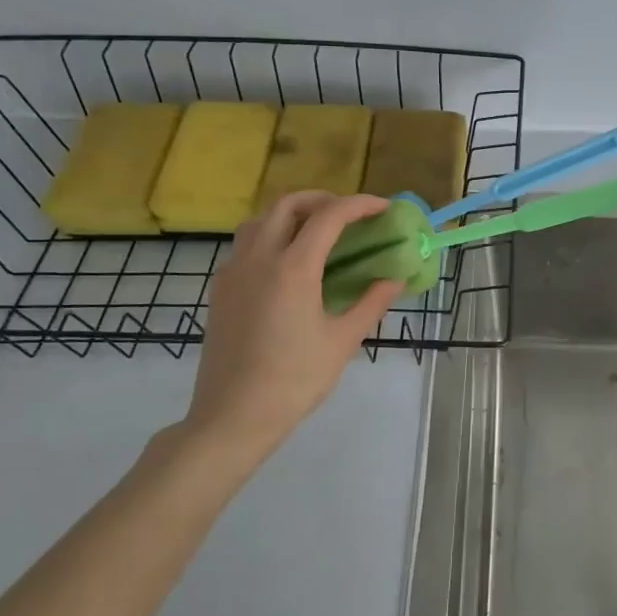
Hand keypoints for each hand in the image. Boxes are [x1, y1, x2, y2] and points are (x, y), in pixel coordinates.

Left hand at [174, 192, 402, 474]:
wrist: (232, 415)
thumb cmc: (294, 380)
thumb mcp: (343, 341)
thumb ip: (371, 303)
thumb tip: (395, 278)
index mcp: (293, 268)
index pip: (329, 216)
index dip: (360, 205)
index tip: (384, 207)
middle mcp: (259, 258)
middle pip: (288, 205)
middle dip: (323, 199)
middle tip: (349, 214)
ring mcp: (234, 272)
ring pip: (261, 220)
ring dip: (292, 215)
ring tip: (318, 232)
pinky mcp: (220, 289)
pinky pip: (246, 245)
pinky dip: (271, 236)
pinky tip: (288, 264)